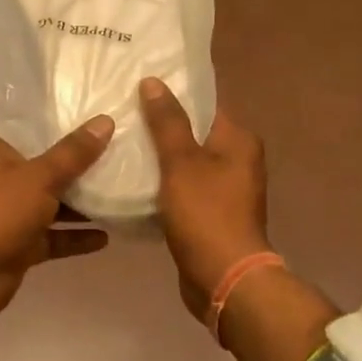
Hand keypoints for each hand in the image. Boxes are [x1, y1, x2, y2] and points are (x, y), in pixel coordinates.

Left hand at [0, 118, 114, 358]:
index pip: (38, 132)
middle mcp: (6, 180)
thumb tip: (105, 121)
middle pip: (50, 169)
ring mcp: (13, 215)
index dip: (67, 127)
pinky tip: (106, 237)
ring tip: (122, 196)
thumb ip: (74, 153)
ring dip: (83, 205)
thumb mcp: (40, 177)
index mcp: (1, 153)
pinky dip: (76, 237)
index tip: (103, 120)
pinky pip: (54, 238)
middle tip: (124, 156)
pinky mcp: (21, 246)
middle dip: (82, 168)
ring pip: (54, 205)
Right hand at [139, 77, 270, 320]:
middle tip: (123, 115)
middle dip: (162, 126)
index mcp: (238, 140)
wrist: (224, 279)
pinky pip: (184, 188)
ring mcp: (227, 190)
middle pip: (195, 132)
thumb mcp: (181, 162)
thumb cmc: (205, 214)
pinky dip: (164, 184)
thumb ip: (167, 122)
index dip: (174, 95)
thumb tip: (154, 81)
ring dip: (160, 157)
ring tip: (122, 144)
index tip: (139, 88)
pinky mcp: (212, 214)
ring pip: (187, 162)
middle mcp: (239, 160)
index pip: (205, 104)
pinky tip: (134, 180)